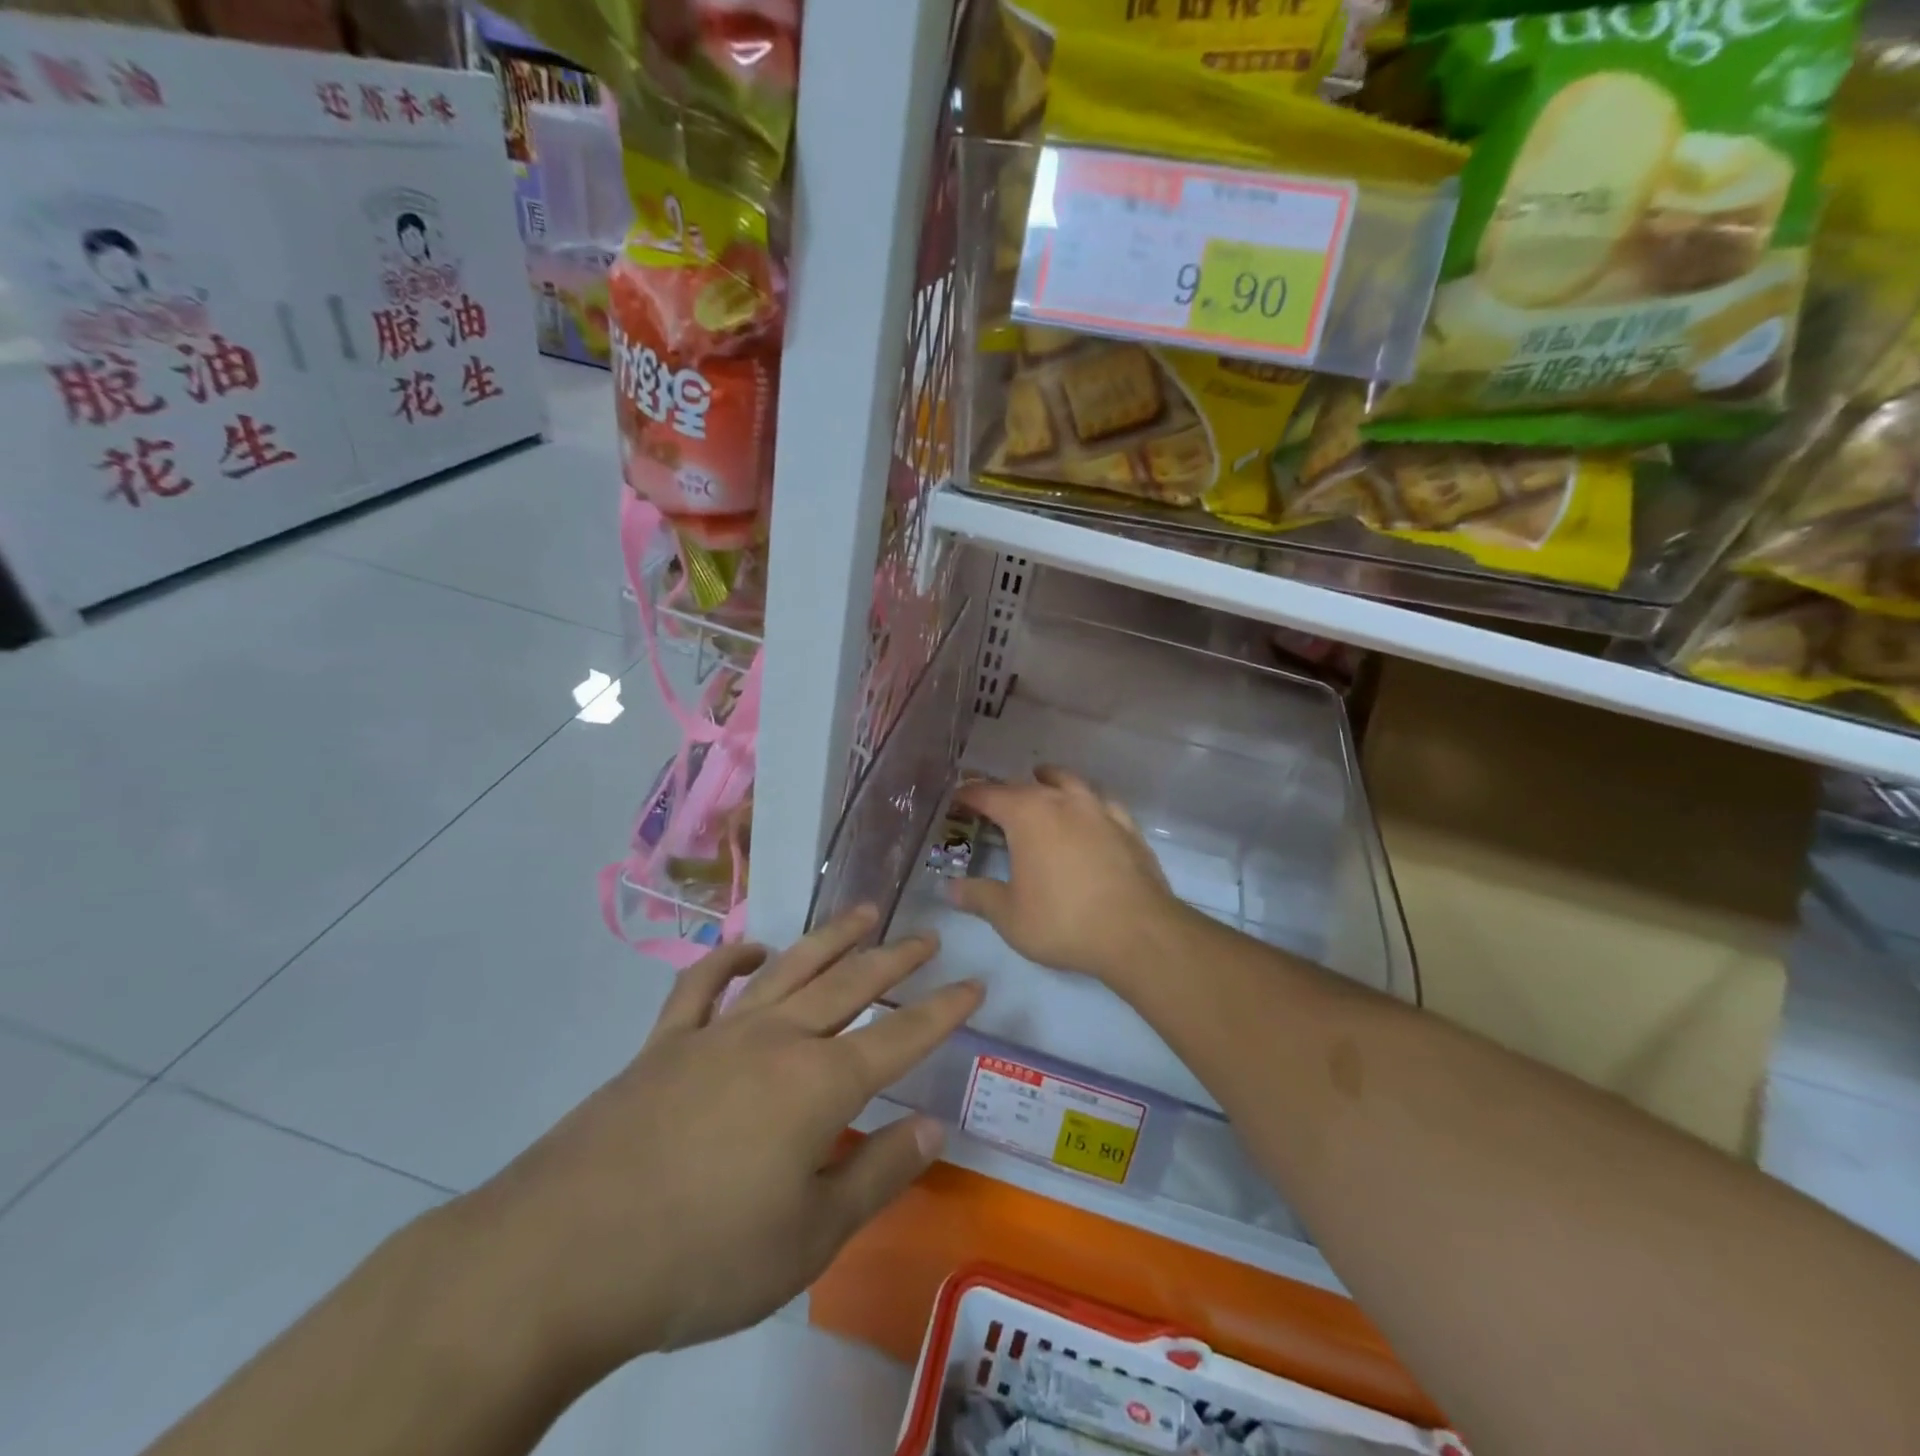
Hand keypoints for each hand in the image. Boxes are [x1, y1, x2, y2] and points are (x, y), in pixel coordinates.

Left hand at [442, 908, 981, 1385]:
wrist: (565, 1255)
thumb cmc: (701, 1258)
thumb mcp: (809, 1238)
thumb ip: (877, 1173)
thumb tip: (934, 1126)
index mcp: (819, 1085)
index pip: (900, 1036)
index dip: (942, 1011)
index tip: (974, 984)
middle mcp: (777, 1040)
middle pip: (851, 984)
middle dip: (895, 958)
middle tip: (927, 937)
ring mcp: (718, 1033)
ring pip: (790, 968)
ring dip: (832, 938)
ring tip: (865, 913)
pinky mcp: (665, 1043)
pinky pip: (703, 986)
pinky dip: (730, 960)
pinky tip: (752, 949)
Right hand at [949, 767, 1183, 982]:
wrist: (1137, 932)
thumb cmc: (1063, 921)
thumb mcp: (1010, 916)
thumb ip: (979, 897)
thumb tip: (950, 888)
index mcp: (1027, 815)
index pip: (989, 795)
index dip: (969, 795)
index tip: (957, 799)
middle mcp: (1062, 801)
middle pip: (1027, 785)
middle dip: (1005, 790)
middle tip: (992, 802)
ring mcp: (1099, 810)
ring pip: (1068, 781)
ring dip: (1050, 780)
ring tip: (1041, 782)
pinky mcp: (1127, 826)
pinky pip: (1101, 802)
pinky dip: (1087, 801)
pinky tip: (1089, 813)